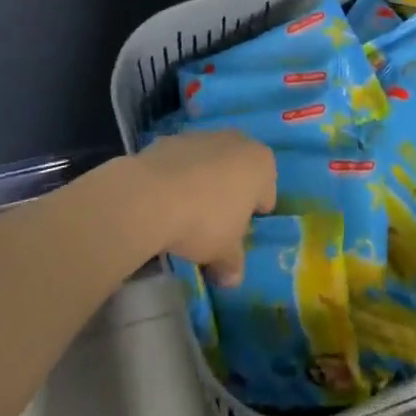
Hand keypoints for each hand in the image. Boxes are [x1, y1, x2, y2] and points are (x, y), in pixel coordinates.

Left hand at [128, 130, 275, 286]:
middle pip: (238, 172)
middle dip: (229, 195)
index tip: (237, 234)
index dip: (253, 216)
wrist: (150, 197)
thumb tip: (232, 279)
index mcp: (260, 163)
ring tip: (184, 214)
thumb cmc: (204, 222)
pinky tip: (163, 200)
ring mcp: (201, 136)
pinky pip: (180, 162)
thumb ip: (233, 264)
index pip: (266, 193)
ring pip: (209, 163)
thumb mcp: (225, 253)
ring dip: (202, 183)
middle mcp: (235, 141)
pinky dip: (176, 177)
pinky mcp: (169, 139)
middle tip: (214, 225)